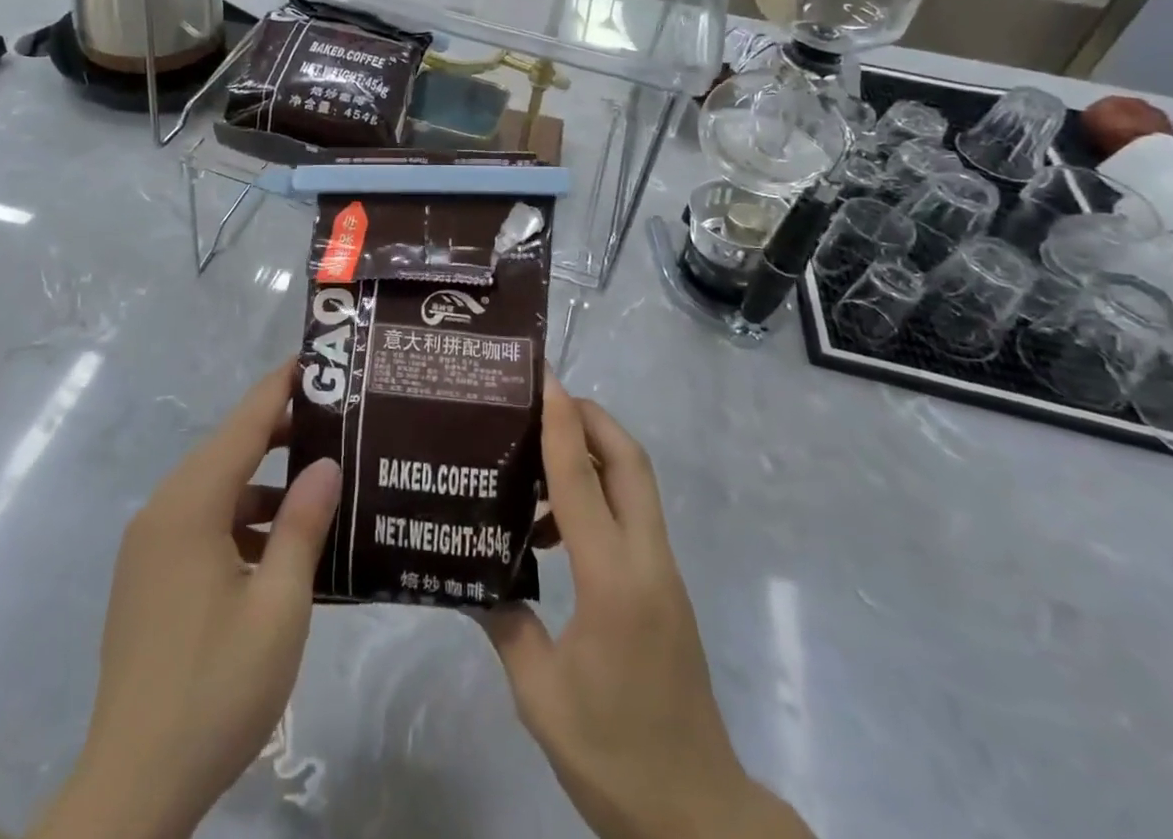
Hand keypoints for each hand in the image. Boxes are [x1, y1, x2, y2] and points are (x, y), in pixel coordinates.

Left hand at [41, 360, 340, 838]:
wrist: (132, 789)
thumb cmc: (215, 689)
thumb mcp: (279, 605)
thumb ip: (303, 525)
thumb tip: (326, 464)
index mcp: (190, 506)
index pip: (244, 423)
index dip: (281, 387)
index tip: (317, 360)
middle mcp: (163, 512)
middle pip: (228, 450)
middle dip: (280, 431)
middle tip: (337, 422)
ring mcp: (150, 547)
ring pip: (216, 490)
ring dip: (264, 483)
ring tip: (320, 484)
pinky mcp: (149, 578)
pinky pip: (202, 524)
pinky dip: (242, 520)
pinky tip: (282, 546)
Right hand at [481, 379, 811, 838]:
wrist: (698, 818)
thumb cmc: (615, 758)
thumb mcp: (541, 697)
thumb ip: (507, 625)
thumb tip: (474, 579)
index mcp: (613, 581)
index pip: (582, 480)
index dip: (560, 422)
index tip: (544, 378)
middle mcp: (647, 562)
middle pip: (629, 461)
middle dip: (591, 418)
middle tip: (543, 401)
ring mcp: (663, 573)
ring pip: (636, 485)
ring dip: (594, 456)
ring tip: (536, 464)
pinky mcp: (665, 589)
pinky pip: (632, 518)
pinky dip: (598, 497)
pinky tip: (555, 533)